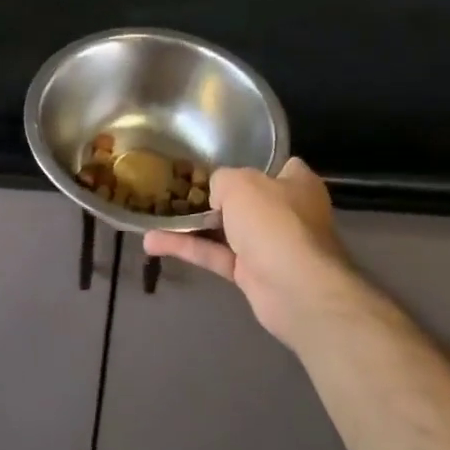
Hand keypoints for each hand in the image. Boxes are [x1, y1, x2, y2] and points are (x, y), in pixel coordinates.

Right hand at [145, 158, 347, 351]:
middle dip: (213, 196)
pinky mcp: (252, 274)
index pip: (277, 166)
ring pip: (224, 230)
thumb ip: (221, 180)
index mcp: (296, 184)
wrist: (296, 289)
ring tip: (154, 215)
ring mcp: (269, 245)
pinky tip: (153, 242)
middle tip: (178, 186)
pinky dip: (187, 248)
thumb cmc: (274, 222)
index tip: (218, 160)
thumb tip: (216, 195)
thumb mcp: (239, 183)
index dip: (250, 162)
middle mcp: (287, 213)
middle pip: (245, 199)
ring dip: (190, 225)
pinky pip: (214, 255)